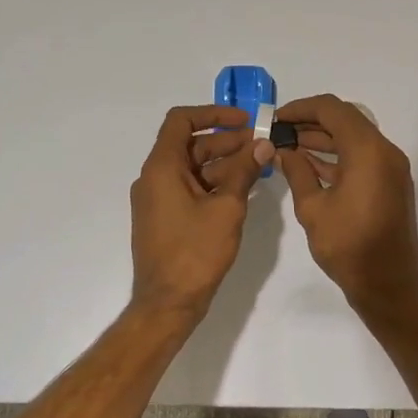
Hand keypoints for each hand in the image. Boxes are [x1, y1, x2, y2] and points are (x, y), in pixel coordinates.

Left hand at [129, 105, 273, 316]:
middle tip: (262, 144)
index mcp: (161, 167)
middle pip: (191, 144)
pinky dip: (215, 183)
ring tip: (260, 166)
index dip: (213, 113)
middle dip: (227, 141)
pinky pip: (190, 188)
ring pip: (193, 168)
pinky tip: (243, 189)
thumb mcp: (227, 208)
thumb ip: (244, 172)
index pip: (181, 120)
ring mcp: (157, 199)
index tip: (245, 121)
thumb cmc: (195, 252)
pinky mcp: (165, 218)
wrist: (167, 303)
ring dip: (224, 163)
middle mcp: (154, 177)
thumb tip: (263, 144)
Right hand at [275, 94, 417, 310]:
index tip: (276, 119)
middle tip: (279, 132)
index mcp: (368, 151)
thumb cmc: (348, 247)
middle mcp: (385, 151)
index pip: (332, 110)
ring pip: (354, 138)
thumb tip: (283, 151)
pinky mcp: (390, 183)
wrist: (389, 284)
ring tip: (288, 147)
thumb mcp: (313, 208)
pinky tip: (309, 164)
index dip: (301, 108)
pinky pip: (362, 156)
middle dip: (311, 122)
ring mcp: (391, 167)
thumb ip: (297, 172)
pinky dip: (337, 155)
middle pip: (345, 120)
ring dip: (323, 138)